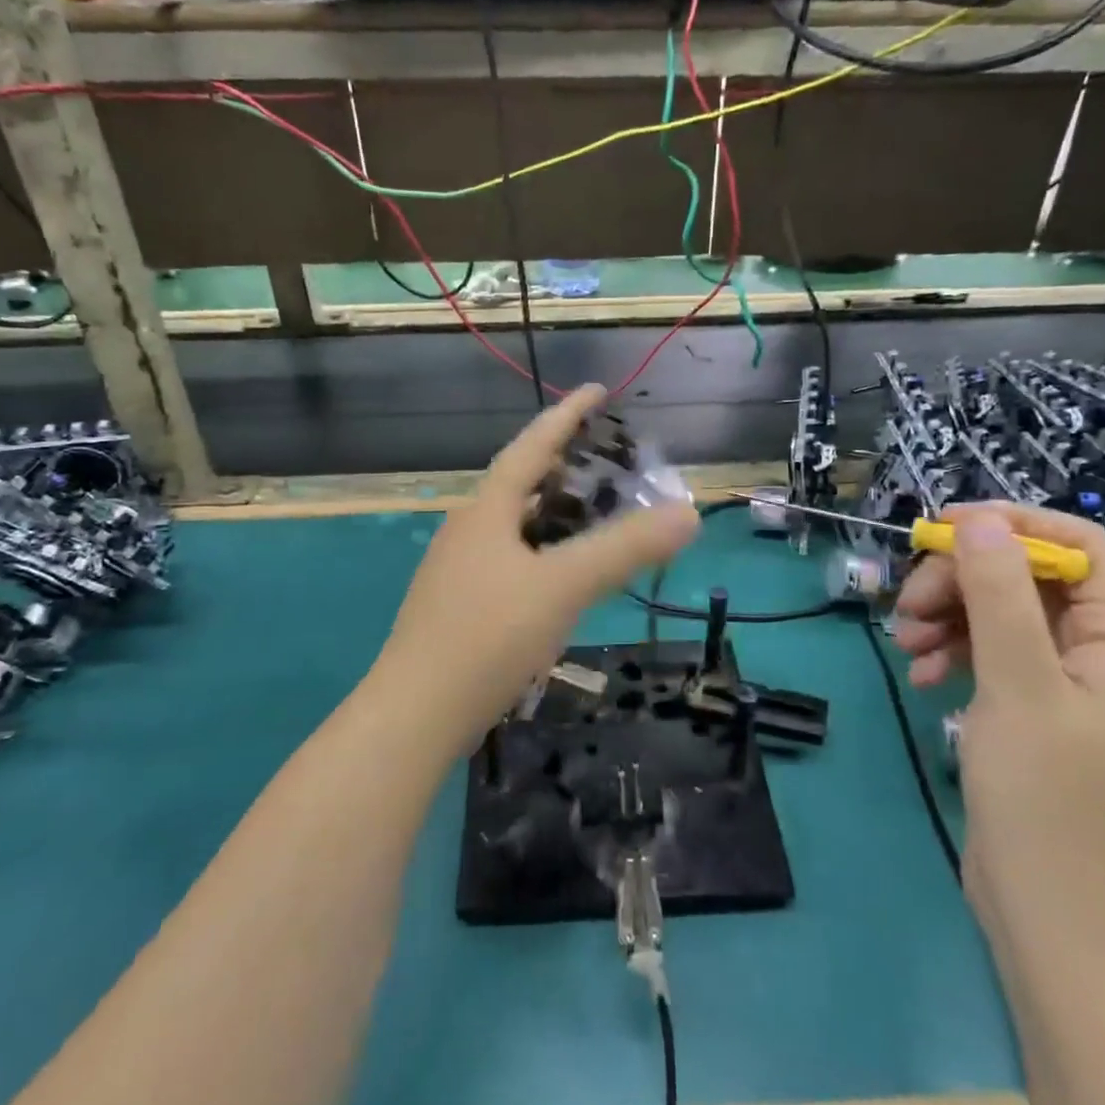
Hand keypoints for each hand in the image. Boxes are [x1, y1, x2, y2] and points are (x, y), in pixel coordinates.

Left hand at [371, 385, 699, 750]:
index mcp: (487, 510)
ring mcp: (459, 570)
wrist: (415, 714)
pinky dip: (543, 554)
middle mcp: (468, 530)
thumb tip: (688, 511)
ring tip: (593, 517)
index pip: (532, 446)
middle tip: (608, 463)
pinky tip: (561, 580)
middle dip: (563, 467)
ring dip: (553, 515)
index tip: (597, 390)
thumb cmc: (488, 636)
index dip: (566, 415)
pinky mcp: (460, 608)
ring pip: (515, 527)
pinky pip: (511, 562)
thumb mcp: (563, 586)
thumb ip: (625, 549)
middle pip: (520, 484)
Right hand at [893, 503, 1104, 964]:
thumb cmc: (1049, 802)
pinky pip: (998, 660)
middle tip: (908, 605)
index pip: (1081, 546)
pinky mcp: (1042, 719)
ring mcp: (1073, 691)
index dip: (1013, 525)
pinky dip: (957, 657)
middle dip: (965, 581)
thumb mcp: (1017, 686)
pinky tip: (923, 679)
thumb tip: (979, 521)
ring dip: (951, 618)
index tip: (942, 530)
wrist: (1061, 927)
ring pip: (1007, 618)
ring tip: (905, 646)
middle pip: (1033, 580)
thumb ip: (999, 595)